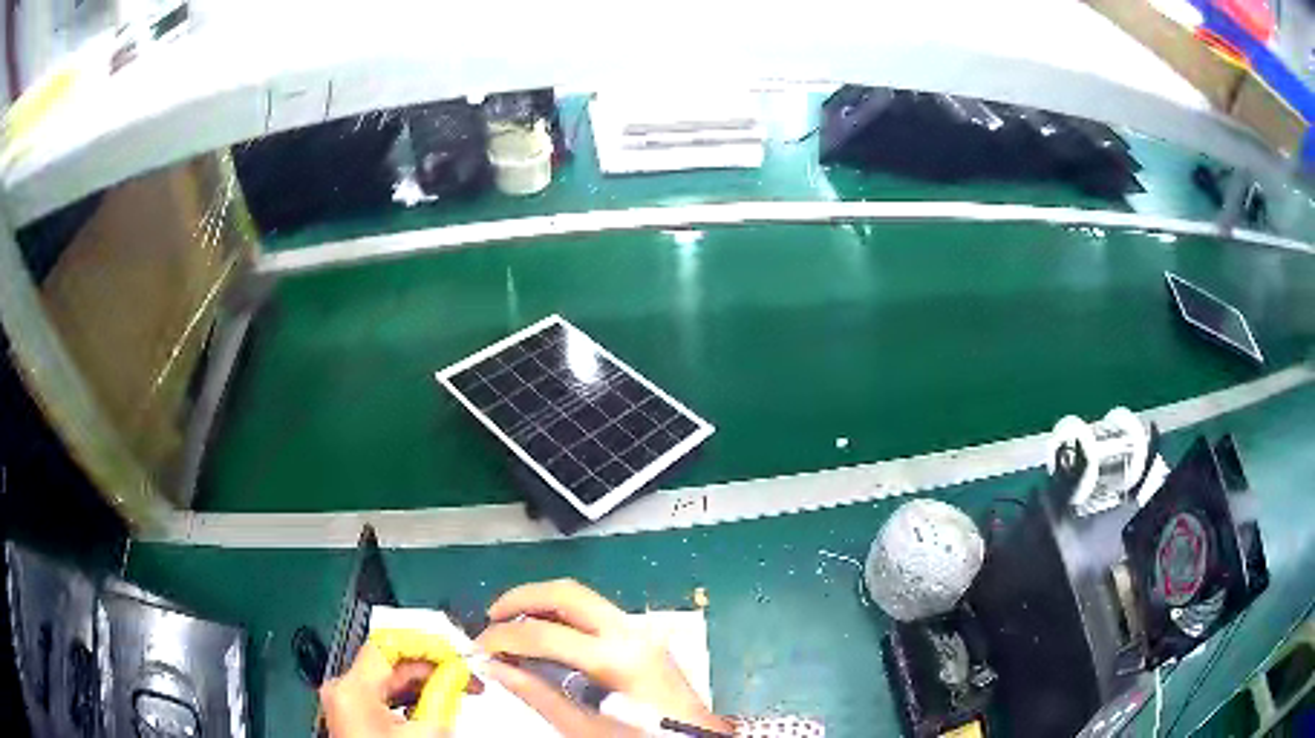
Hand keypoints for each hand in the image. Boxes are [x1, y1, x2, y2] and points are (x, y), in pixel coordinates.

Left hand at [320, 644, 454, 737]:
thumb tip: (459, 672)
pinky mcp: (351, 714)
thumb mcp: (427, 732)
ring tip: (456, 693)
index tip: (456, 651)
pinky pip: (381, 697)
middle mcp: (342, 688)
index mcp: (352, 688)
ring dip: (422, 684)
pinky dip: (408, 698)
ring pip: (387, 681)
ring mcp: (344, 702)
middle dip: (430, 668)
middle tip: (466, 679)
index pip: (389, 644)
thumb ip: (442, 696)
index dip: (425, 643)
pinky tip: (432, 706)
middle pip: (389, 663)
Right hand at [476, 579, 733, 737]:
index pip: (544, 634)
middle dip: (522, 598)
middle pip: (566, 593)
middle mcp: (629, 632)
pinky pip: (595, 611)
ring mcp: (639, 629)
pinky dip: (563, 613)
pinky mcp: (642, 635)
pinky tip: (545, 632)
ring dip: (542, 602)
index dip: (504, 637)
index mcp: (615, 658)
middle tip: (492, 617)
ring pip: (581, 596)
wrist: (691, 737)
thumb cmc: (639, 737)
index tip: (480, 648)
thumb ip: (537, 694)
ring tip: (512, 623)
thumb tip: (494, 668)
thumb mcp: (583, 726)